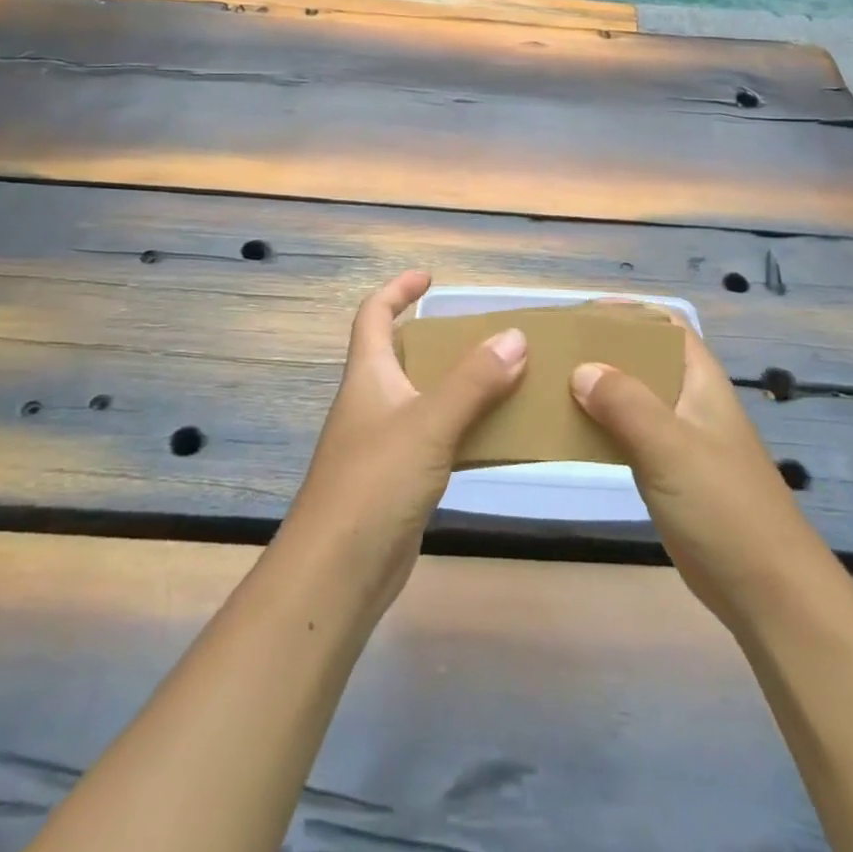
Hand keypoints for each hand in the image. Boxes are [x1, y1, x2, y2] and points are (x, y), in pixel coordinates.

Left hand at [281, 270, 528, 615]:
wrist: (337, 573)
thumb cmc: (375, 483)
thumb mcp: (429, 423)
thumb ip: (473, 381)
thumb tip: (515, 336)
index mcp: (368, 375)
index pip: (374, 315)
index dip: (397, 290)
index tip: (430, 278)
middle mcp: (372, 402)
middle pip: (402, 355)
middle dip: (440, 340)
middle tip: (486, 336)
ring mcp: (383, 444)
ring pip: (424, 398)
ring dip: (458, 386)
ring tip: (505, 379)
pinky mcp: (397, 481)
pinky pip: (435, 439)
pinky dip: (462, 429)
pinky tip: (494, 436)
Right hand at [570, 317, 829, 633]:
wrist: (767, 591)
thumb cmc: (723, 507)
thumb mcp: (670, 447)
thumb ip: (625, 403)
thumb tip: (580, 369)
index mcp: (700, 381)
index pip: (666, 324)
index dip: (629, 312)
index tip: (581, 315)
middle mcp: (689, 401)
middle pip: (644, 358)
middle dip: (603, 349)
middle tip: (555, 350)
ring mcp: (679, 439)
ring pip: (632, 398)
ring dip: (597, 389)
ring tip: (550, 385)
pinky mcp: (667, 474)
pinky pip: (627, 435)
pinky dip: (600, 427)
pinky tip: (569, 432)